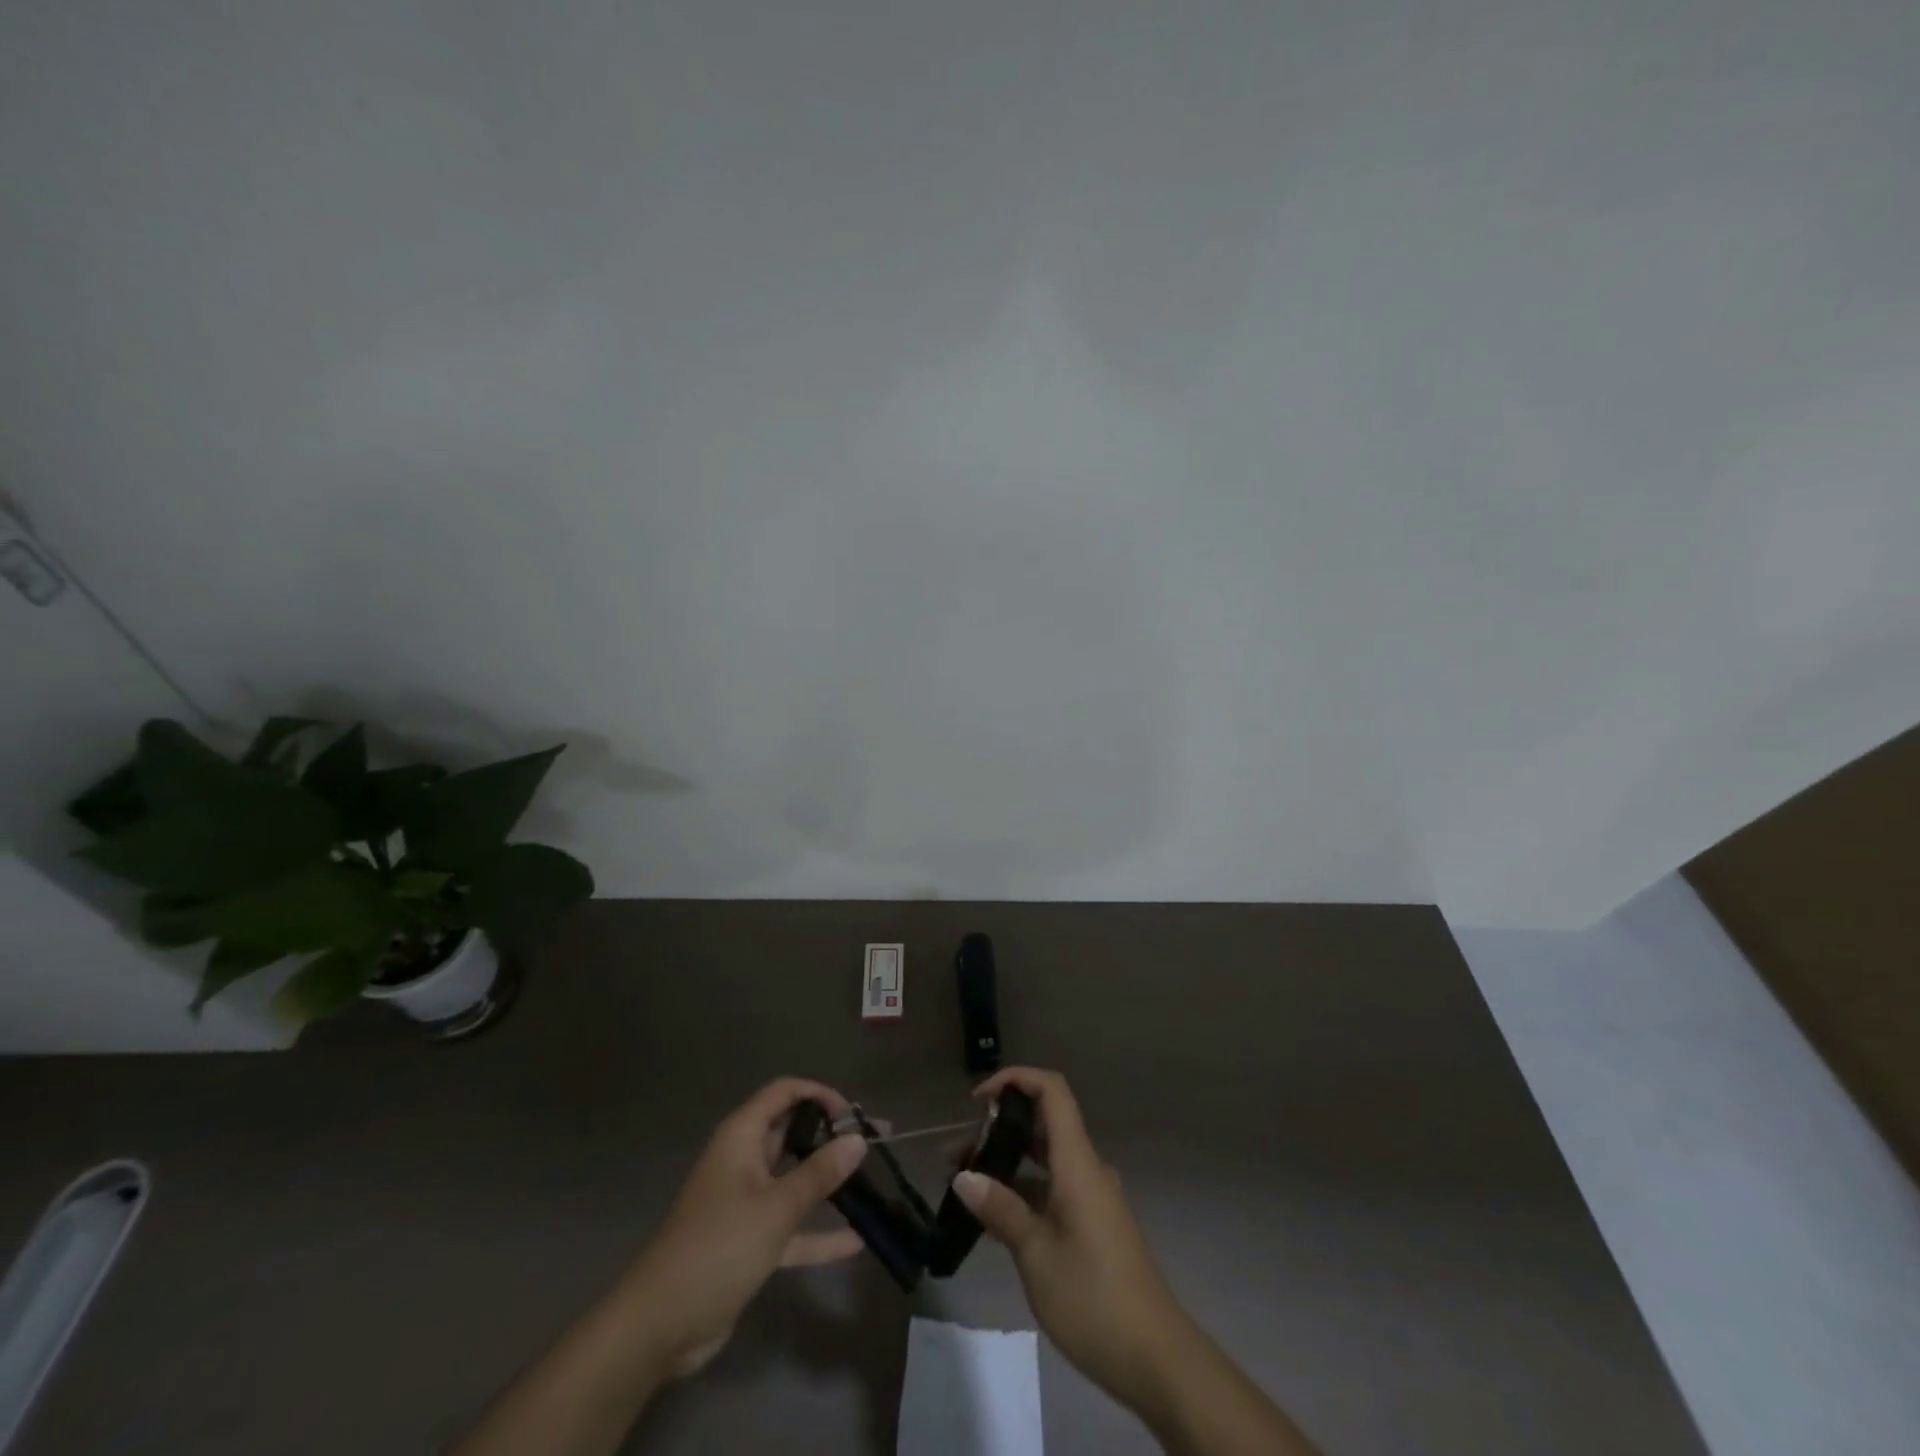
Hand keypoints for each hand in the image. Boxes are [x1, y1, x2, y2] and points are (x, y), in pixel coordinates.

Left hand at [624, 1077, 869, 1377]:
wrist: (659, 1325)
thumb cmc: (718, 1248)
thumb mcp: (775, 1208)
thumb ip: (819, 1174)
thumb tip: (858, 1141)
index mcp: (741, 1137)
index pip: (784, 1093)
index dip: (819, 1094)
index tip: (853, 1115)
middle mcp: (743, 1160)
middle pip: (791, 1133)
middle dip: (831, 1136)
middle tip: (875, 1142)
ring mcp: (745, 1202)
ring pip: (794, 1179)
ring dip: (828, 1180)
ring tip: (873, 1180)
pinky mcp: (748, 1241)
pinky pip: (790, 1226)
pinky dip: (817, 1232)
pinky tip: (855, 1241)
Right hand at [953, 1068, 1187, 1402]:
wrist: (1156, 1359)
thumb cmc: (1093, 1298)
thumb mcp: (1036, 1255)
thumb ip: (1000, 1210)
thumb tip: (964, 1176)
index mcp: (1078, 1163)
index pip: (1051, 1091)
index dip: (1015, 1079)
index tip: (977, 1100)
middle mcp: (1087, 1169)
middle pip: (1043, 1123)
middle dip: (997, 1127)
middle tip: (956, 1154)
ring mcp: (1093, 1197)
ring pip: (1045, 1158)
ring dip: (1007, 1161)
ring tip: (965, 1184)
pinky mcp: (1094, 1224)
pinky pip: (1053, 1186)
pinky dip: (1023, 1188)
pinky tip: (995, 1217)